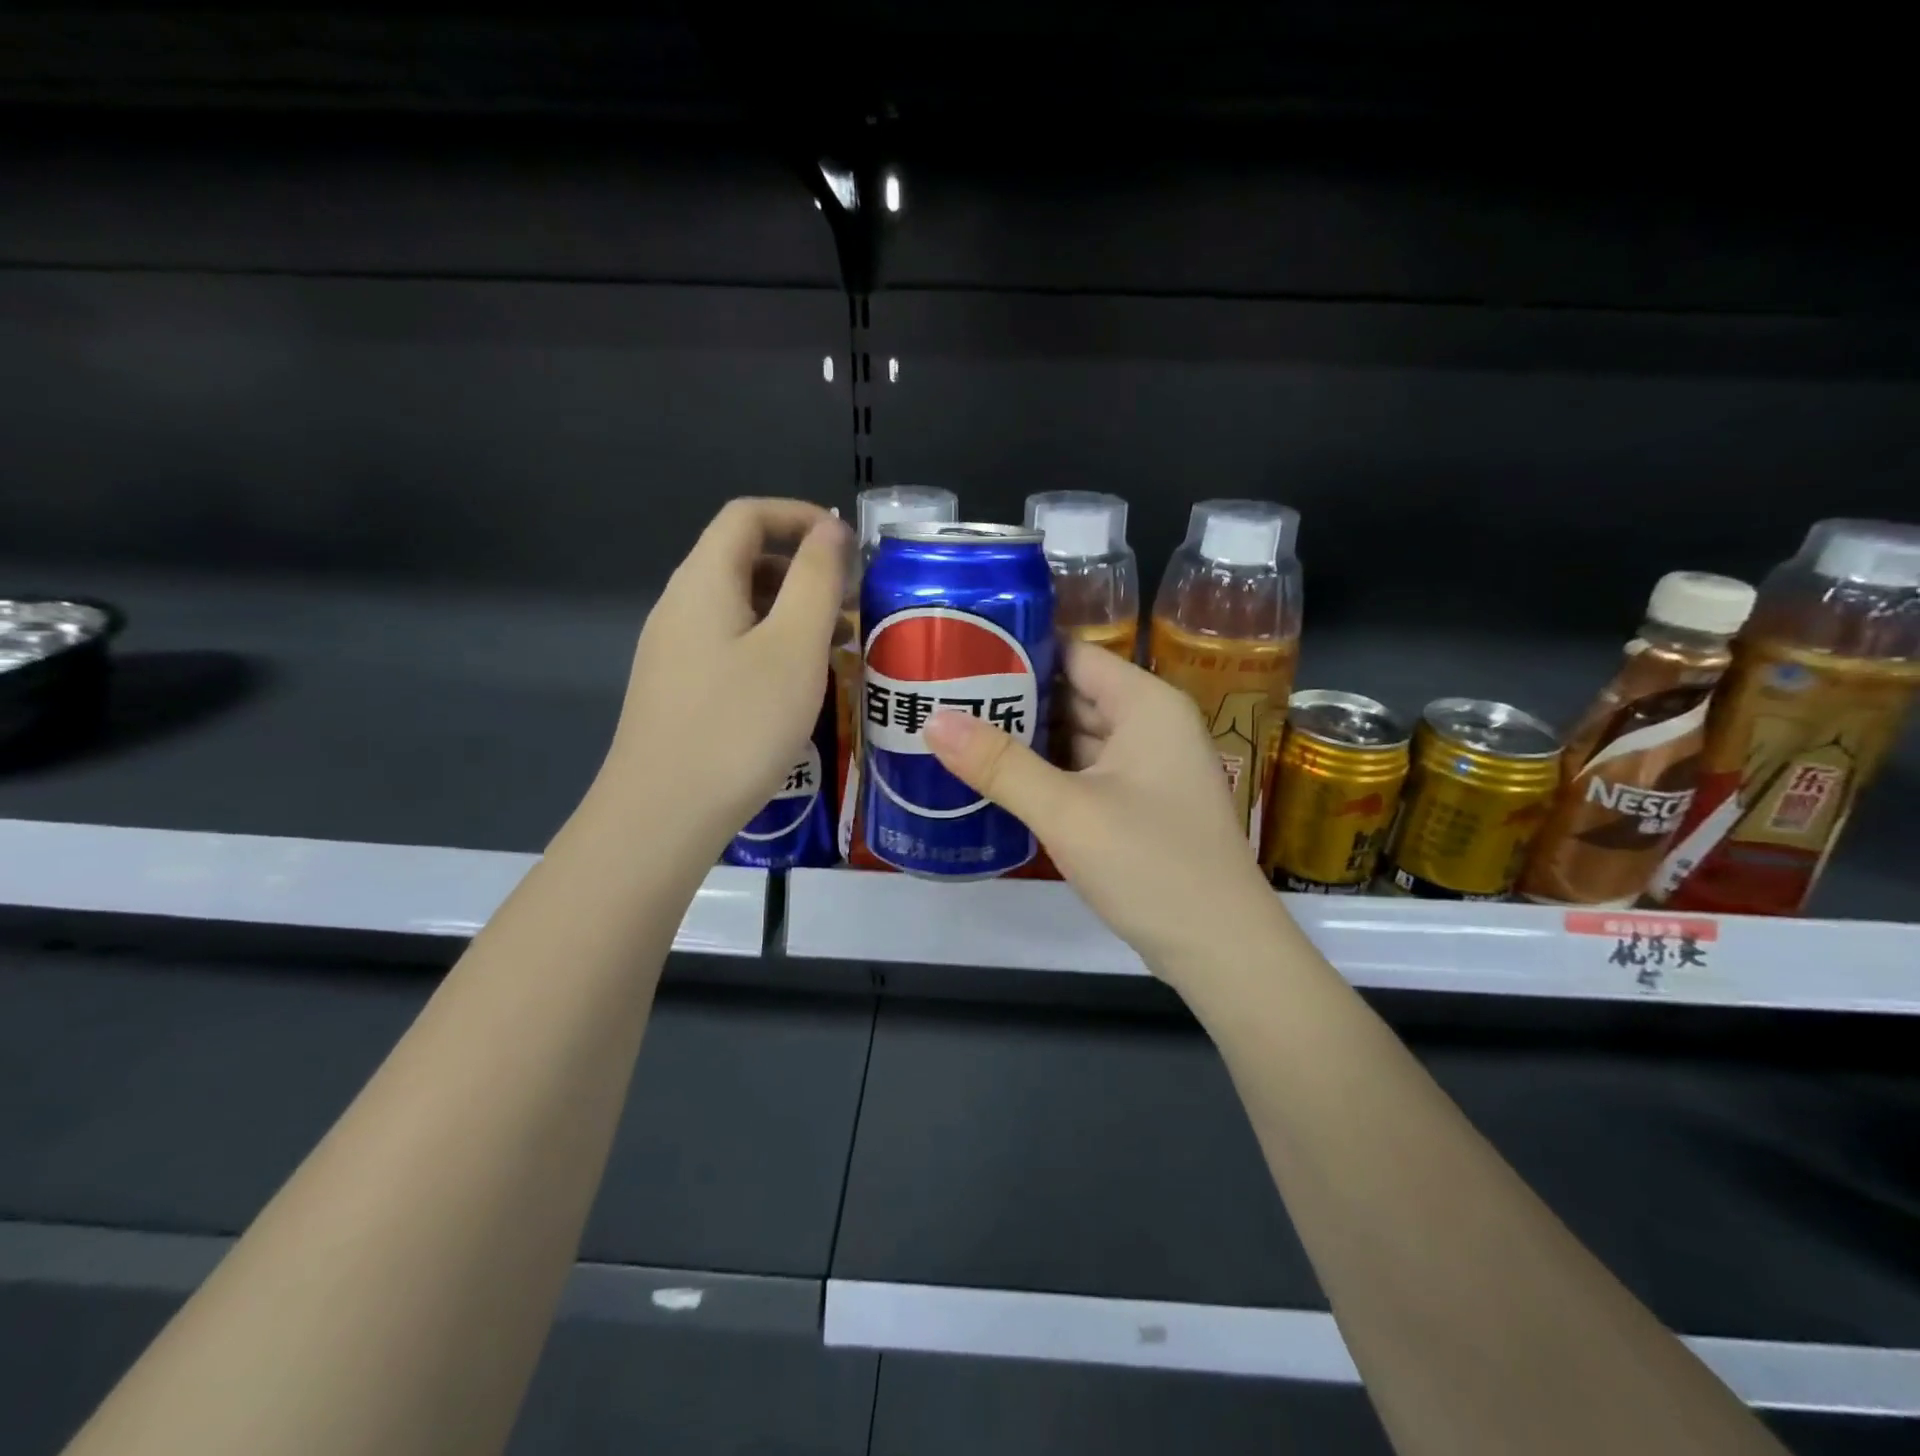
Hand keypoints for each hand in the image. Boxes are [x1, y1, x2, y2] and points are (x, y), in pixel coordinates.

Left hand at [600, 498, 848, 854]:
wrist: (663, 815)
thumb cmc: (738, 724)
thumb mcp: (793, 646)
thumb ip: (815, 579)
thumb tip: (829, 528)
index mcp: (704, 581)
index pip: (747, 516)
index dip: (799, 516)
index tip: (848, 545)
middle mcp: (681, 605)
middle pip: (744, 560)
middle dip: (804, 569)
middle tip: (854, 603)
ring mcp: (675, 650)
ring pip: (741, 608)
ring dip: (793, 612)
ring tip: (841, 646)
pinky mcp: (680, 689)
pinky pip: (732, 645)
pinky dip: (773, 646)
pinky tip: (801, 684)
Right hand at [924, 640, 1283, 982]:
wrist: (1222, 950)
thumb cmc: (1152, 864)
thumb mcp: (1068, 812)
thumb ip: (1000, 764)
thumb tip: (932, 719)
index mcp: (1146, 704)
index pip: (1074, 653)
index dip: (1019, 649)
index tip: (961, 651)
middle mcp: (1151, 725)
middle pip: (1073, 694)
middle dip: (1013, 698)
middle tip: (944, 695)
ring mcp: (1147, 769)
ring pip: (1076, 737)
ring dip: (1026, 739)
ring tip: (957, 732)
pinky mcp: (1139, 807)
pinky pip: (1084, 774)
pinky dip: (1045, 774)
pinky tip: (997, 780)